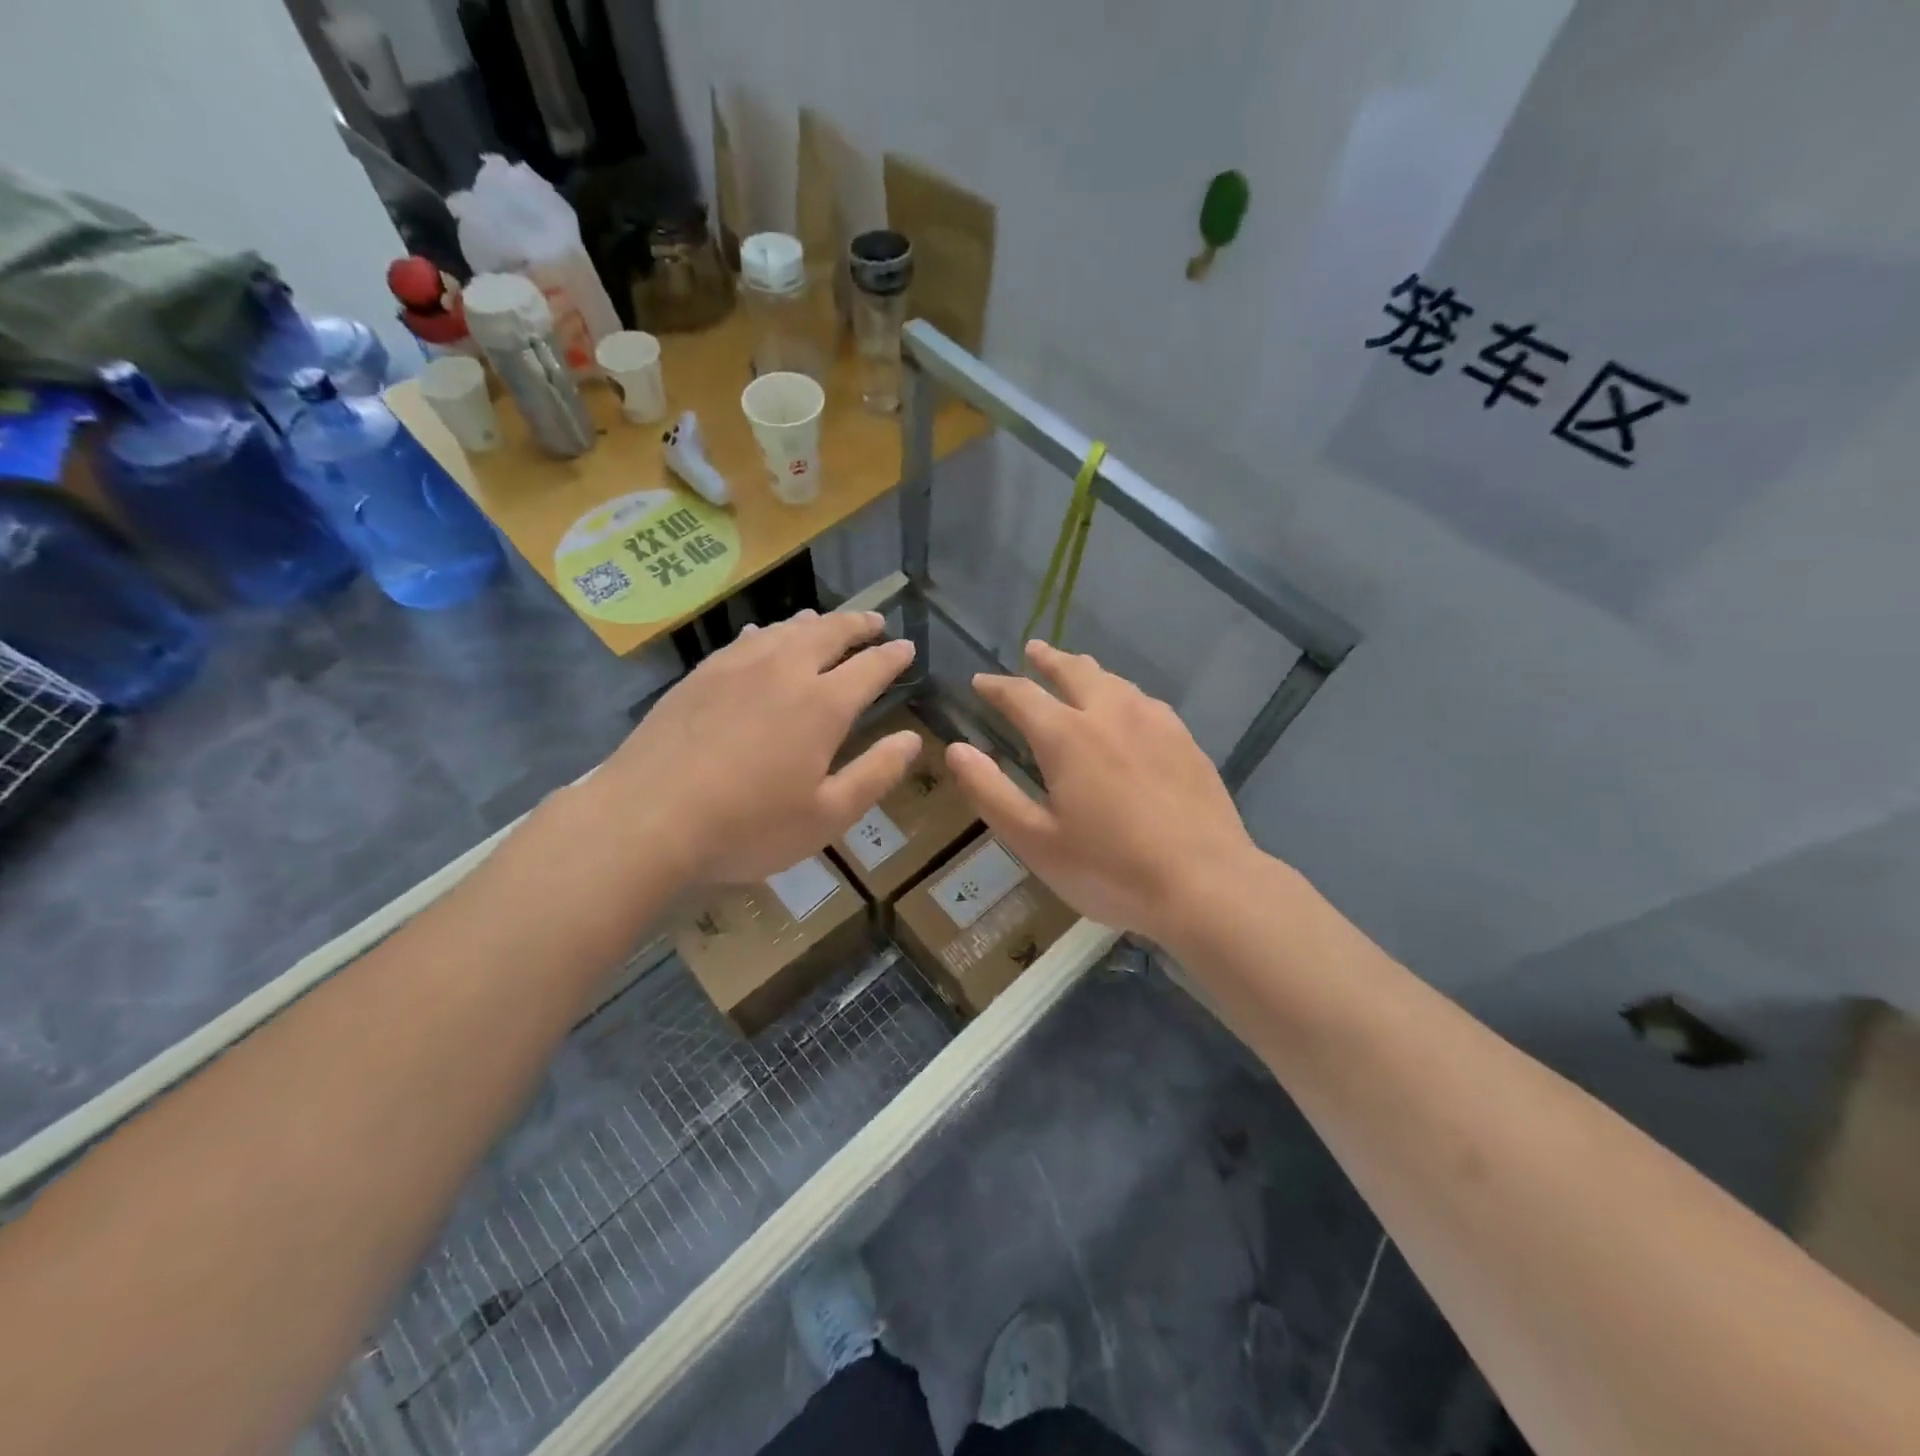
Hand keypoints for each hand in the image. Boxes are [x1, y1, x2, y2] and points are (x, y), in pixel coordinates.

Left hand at [589, 610, 921, 884]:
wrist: (648, 818)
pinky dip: (767, 633)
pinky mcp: (700, 675)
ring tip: (826, 622)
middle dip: (858, 625)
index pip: (870, 667)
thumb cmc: (748, 825)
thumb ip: (875, 774)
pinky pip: (744, 640)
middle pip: (829, 633)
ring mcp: (737, 667)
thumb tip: (912, 740)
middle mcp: (784, 671)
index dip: (893, 656)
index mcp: (823, 704)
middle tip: (875, 622)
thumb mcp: (827, 816)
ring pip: (785, 630)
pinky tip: (762, 637)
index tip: (908, 647)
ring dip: (814, 623)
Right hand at [945, 640, 1260, 946]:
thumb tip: (956, 749)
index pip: (1021, 695)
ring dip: (1087, 671)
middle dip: (1048, 659)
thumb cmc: (1110, 869)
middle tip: (1033, 650)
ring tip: (1077, 670)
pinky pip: (1145, 701)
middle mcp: (1110, 714)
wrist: (1205, 884)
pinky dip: (1122, 693)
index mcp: (1067, 736)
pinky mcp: (1185, 740)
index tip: (980, 683)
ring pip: (1114, 680)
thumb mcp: (1035, 841)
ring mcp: (1155, 723)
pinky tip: (1128, 709)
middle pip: (1074, 671)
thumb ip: (991, 792)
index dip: (996, 687)